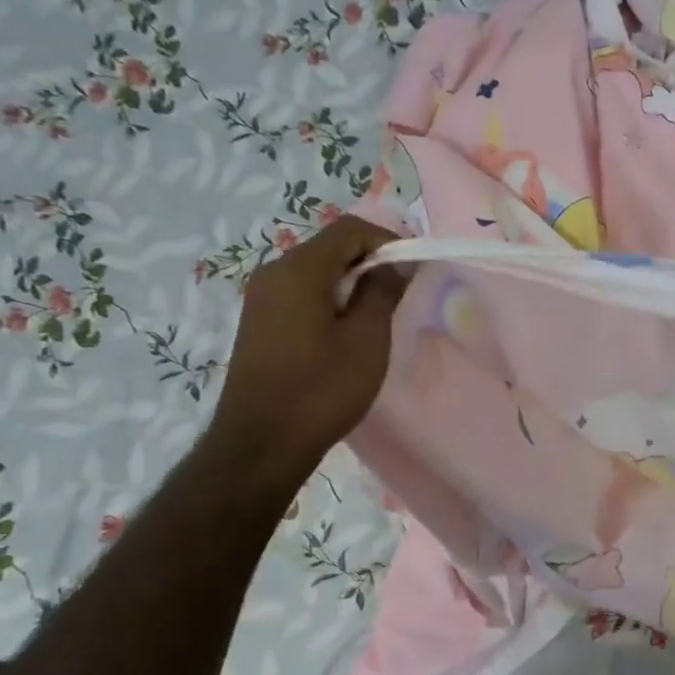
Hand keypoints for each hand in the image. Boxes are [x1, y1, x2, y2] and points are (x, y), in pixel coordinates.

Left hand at [211, 216, 406, 468]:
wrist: (261, 444)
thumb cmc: (321, 390)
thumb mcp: (366, 340)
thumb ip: (382, 292)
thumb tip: (394, 264)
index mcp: (300, 269)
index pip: (350, 230)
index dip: (389, 240)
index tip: (414, 269)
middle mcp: (274, 272)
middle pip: (331, 247)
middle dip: (371, 260)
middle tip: (402, 292)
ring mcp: (262, 297)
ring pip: (316, 271)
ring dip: (352, 282)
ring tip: (379, 314)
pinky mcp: (260, 322)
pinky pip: (301, 293)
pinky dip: (330, 299)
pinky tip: (347, 332)